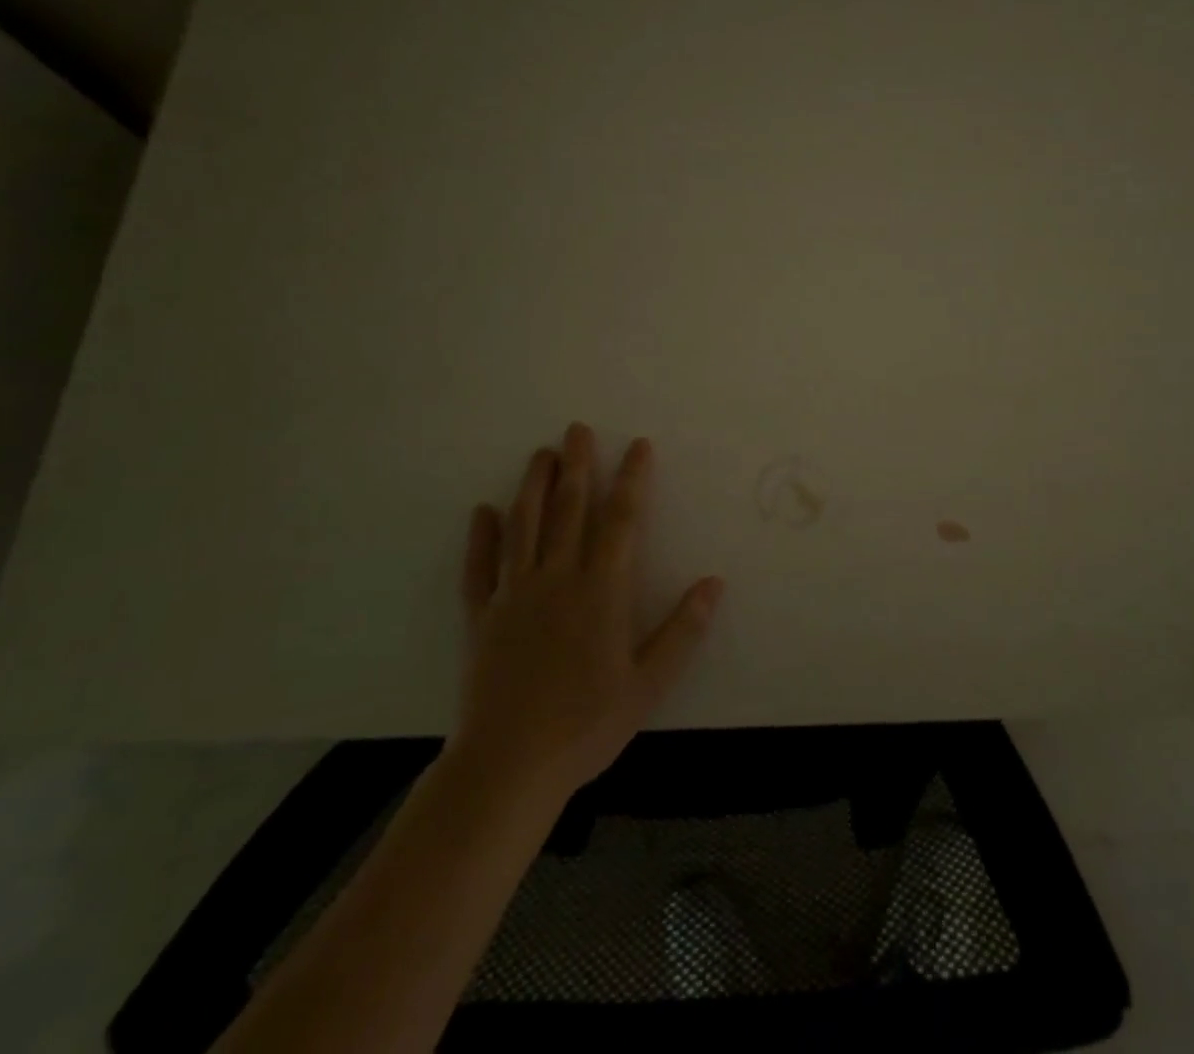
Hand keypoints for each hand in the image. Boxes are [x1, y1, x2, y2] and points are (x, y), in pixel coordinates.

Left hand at [448, 423, 723, 806]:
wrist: (510, 765)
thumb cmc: (587, 724)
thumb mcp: (648, 683)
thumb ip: (682, 630)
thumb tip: (714, 582)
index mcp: (600, 590)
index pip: (621, 520)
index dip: (632, 479)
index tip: (637, 445)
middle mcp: (557, 578)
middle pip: (568, 508)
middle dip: (577, 465)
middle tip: (576, 428)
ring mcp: (514, 593)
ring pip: (524, 525)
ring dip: (533, 485)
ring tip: (540, 454)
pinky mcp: (482, 616)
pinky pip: (479, 566)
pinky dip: (481, 536)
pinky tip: (482, 511)